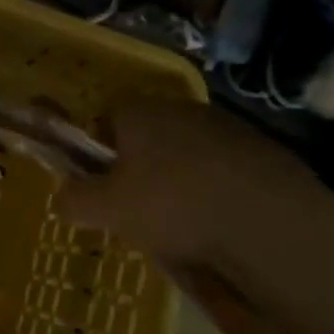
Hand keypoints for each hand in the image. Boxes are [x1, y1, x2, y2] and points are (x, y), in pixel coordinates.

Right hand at [58, 98, 324, 263]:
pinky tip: (224, 225)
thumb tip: (62, 197)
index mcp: (140, 112)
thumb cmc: (175, 206)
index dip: (99, 150)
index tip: (104, 185)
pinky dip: (220, 190)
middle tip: (141, 210)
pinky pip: (226, 169)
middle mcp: (181, 107)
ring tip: (186, 224)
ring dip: (183, 178)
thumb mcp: (110, 211)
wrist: (271, 222)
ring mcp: (227, 126)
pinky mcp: (264, 151)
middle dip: (142, 166)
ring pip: (189, 151)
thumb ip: (76, 200)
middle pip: (149, 134)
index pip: (106, 117)